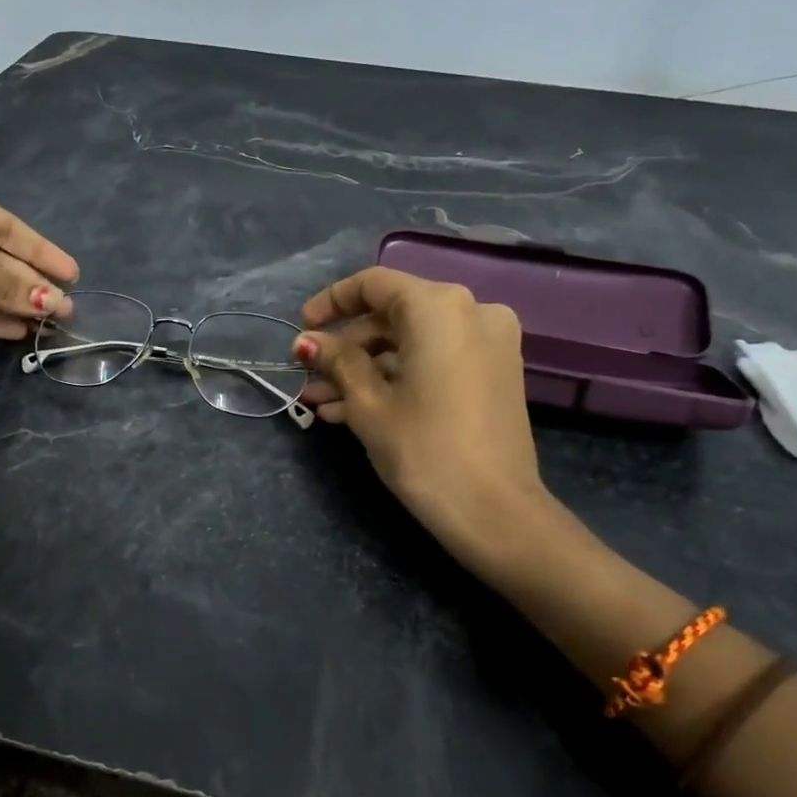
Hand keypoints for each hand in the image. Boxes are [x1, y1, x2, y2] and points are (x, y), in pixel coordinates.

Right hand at [296, 267, 554, 576]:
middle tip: (308, 378)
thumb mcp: (368, 403)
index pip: (374, 285)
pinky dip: (397, 378)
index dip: (331, 302)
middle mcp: (471, 311)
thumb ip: (337, 361)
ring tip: (320, 403)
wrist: (495, 511)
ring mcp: (489, 343)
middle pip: (392, 317)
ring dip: (365, 370)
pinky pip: (435, 361)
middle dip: (345, 349)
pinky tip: (354, 410)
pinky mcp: (494, 373)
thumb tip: (308, 342)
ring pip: (411, 344)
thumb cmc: (423, 449)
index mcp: (439, 307)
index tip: (302, 328)